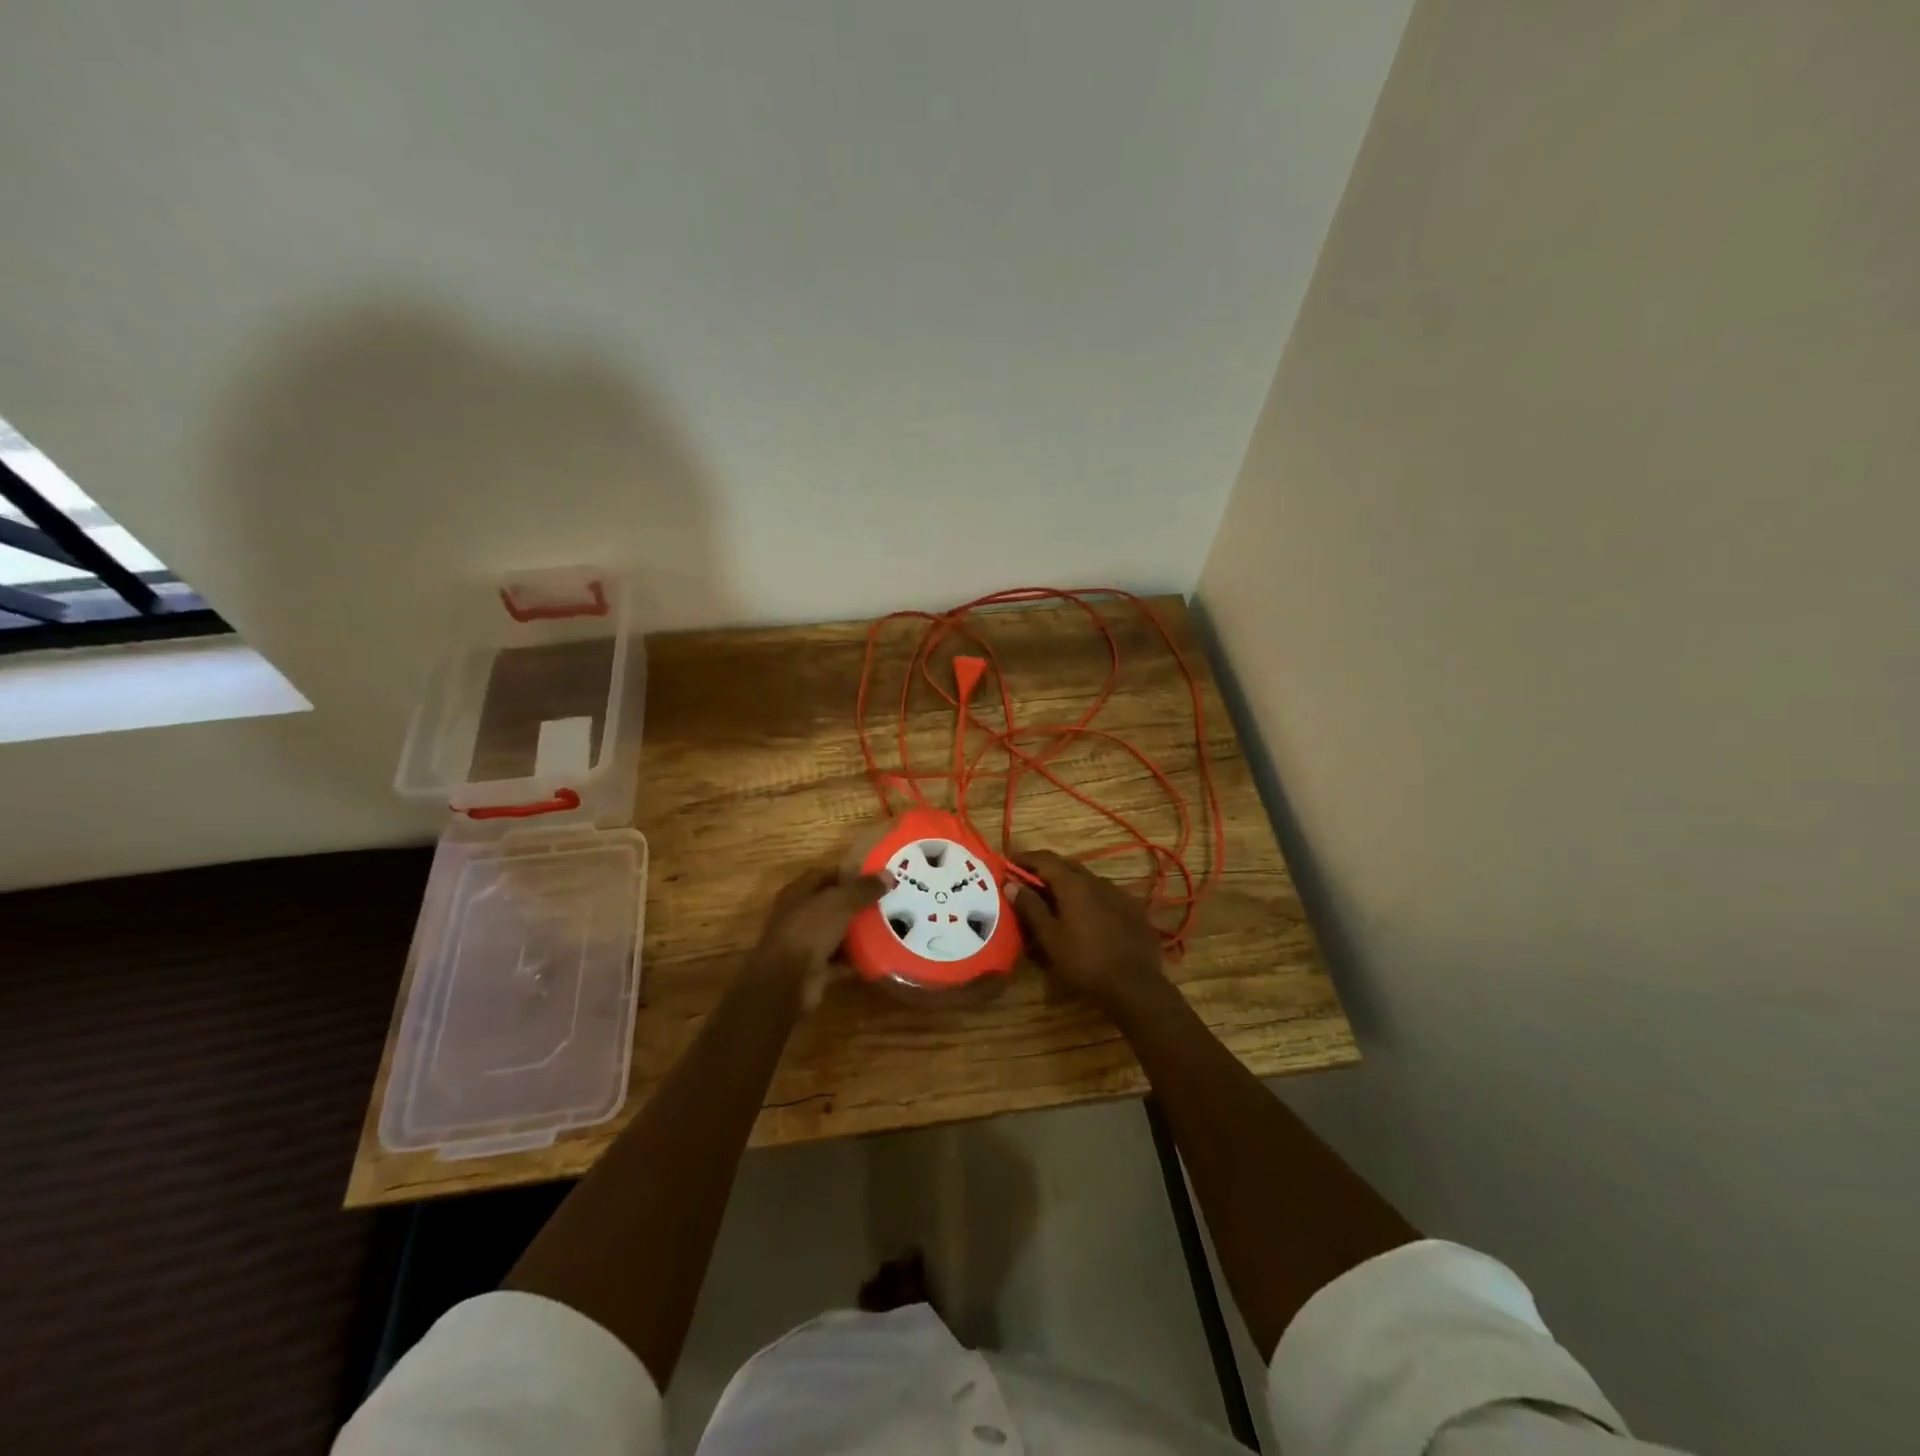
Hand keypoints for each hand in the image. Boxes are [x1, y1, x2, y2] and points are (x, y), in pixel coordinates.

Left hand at [750, 865, 889, 1008]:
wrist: (786, 983)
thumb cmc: (809, 931)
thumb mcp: (839, 903)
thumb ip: (863, 888)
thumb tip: (888, 875)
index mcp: (798, 893)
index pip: (825, 875)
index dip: (850, 874)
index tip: (876, 878)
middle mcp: (799, 916)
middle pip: (832, 905)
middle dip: (858, 903)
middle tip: (888, 902)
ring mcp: (805, 943)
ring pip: (836, 932)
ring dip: (859, 932)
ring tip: (889, 926)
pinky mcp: (813, 969)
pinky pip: (839, 959)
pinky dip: (856, 958)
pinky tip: (880, 955)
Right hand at [1010, 850, 1166, 1013]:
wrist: (1135, 986)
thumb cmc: (1084, 962)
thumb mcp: (1050, 938)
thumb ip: (1030, 907)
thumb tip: (1011, 883)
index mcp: (1074, 884)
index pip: (1045, 859)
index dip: (1025, 858)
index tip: (1009, 862)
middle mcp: (1097, 880)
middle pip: (1067, 865)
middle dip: (1046, 869)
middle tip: (1029, 880)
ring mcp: (1118, 893)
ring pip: (1087, 879)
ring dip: (1068, 883)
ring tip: (1055, 900)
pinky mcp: (1133, 909)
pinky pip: (1104, 894)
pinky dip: (1088, 897)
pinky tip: (1085, 915)